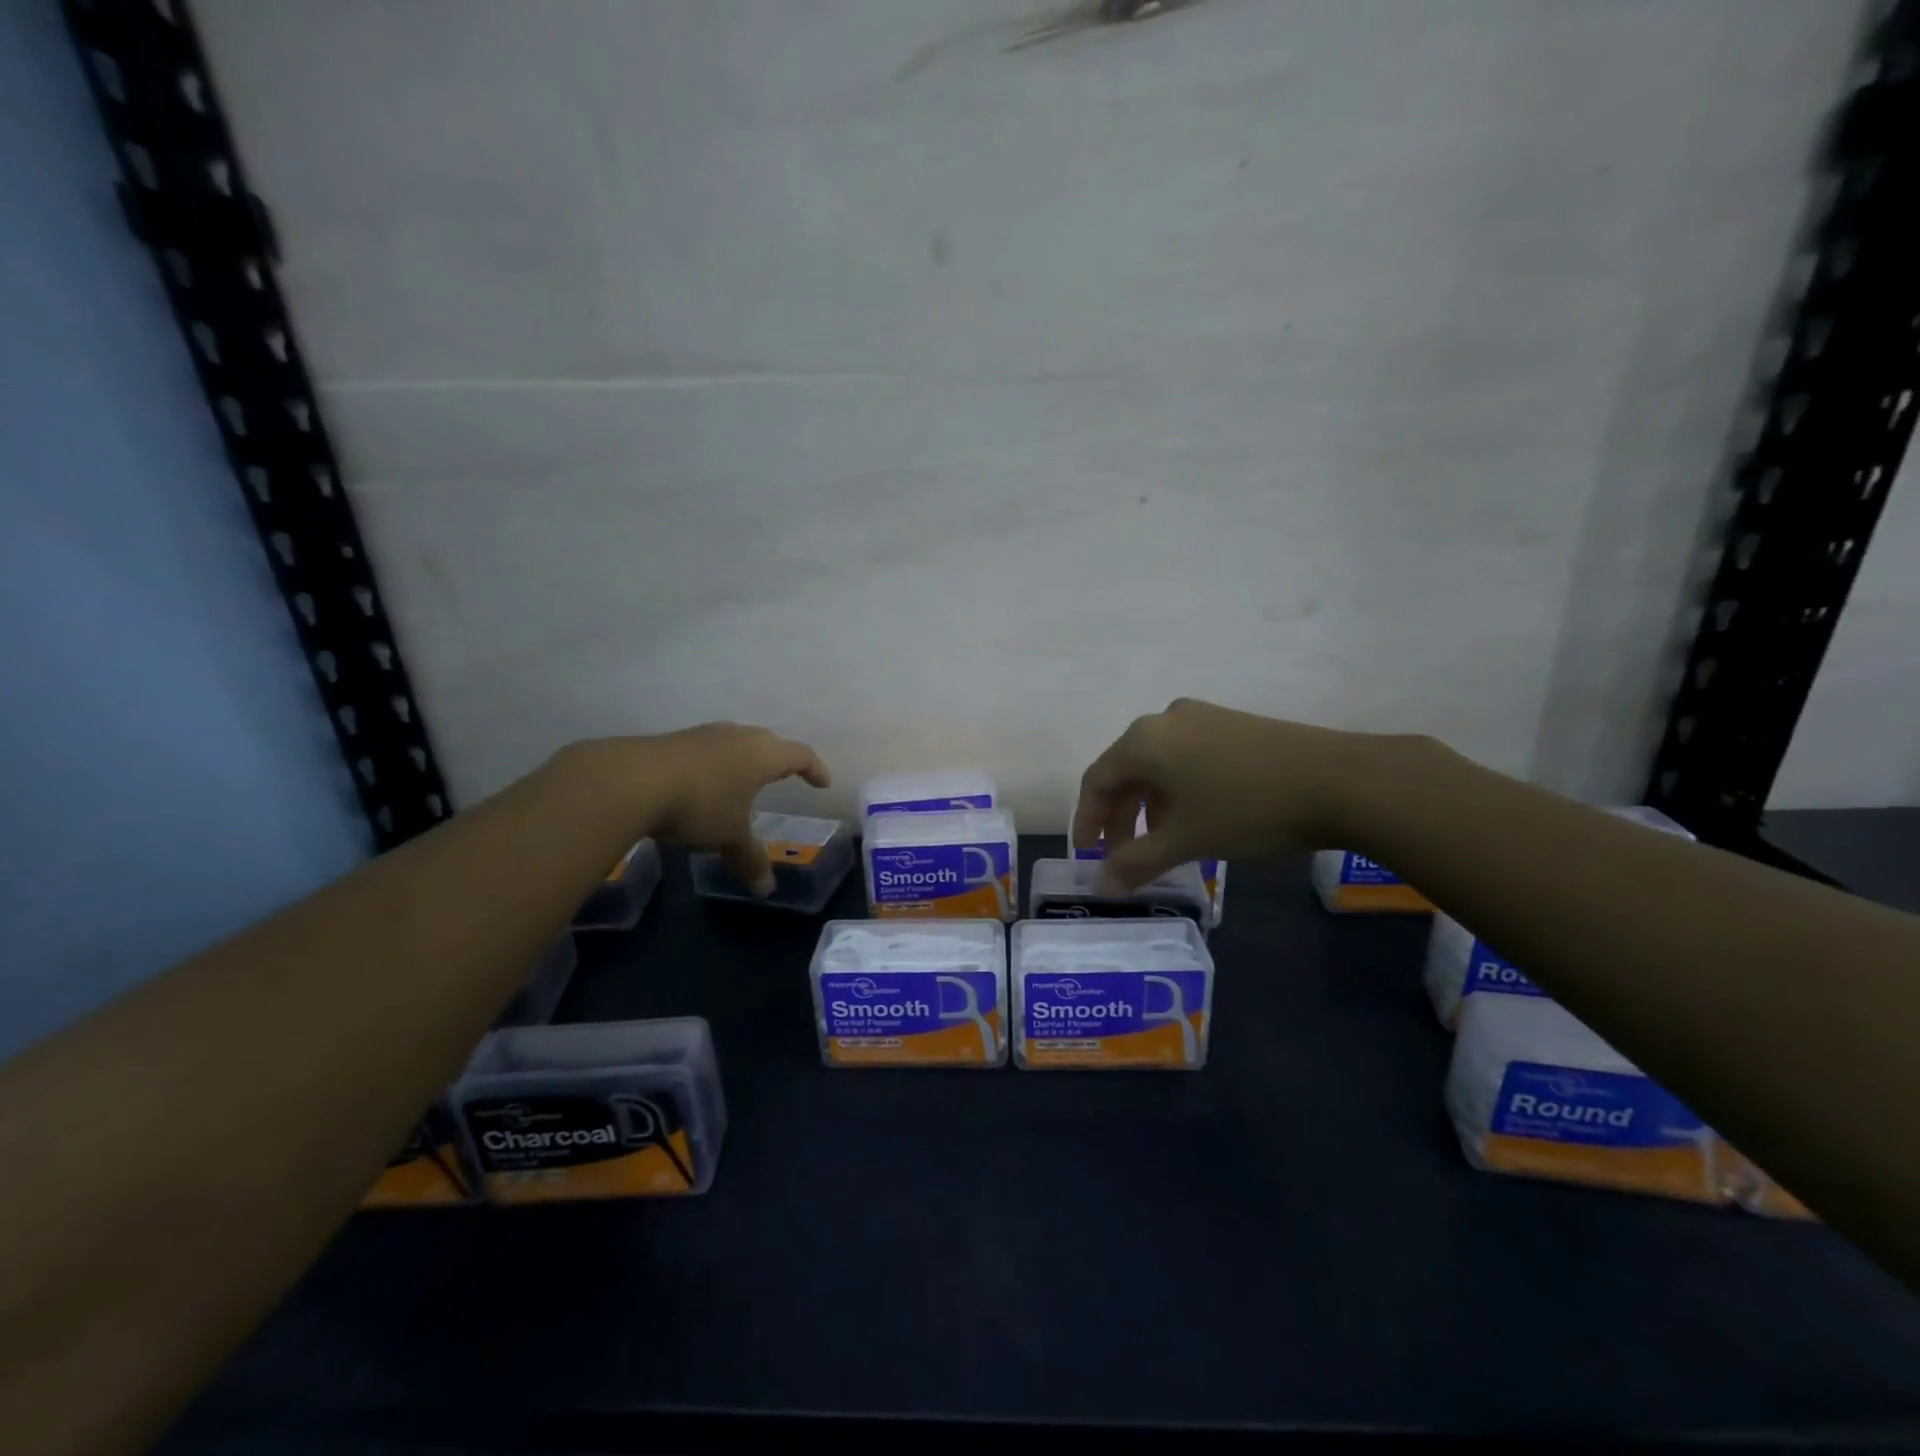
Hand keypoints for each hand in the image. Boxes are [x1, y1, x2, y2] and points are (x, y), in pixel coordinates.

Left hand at [562, 724, 829, 894]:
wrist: (632, 780)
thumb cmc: (700, 805)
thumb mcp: (729, 836)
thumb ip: (750, 859)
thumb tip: (767, 890)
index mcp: (763, 754)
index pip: (800, 755)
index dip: (814, 769)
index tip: (822, 782)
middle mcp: (738, 737)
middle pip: (768, 743)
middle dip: (778, 761)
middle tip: (783, 777)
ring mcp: (704, 735)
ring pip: (734, 743)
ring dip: (742, 761)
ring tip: (741, 781)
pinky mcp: (673, 741)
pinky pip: (706, 751)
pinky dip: (713, 767)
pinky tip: (701, 784)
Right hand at [1072, 698, 1373, 890]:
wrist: (1340, 780)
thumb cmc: (1246, 808)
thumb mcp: (1186, 840)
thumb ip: (1136, 862)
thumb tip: (1101, 886)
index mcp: (1143, 740)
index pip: (1097, 780)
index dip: (1087, 821)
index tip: (1089, 856)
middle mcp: (1165, 719)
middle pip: (1126, 770)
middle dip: (1120, 817)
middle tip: (1123, 857)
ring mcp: (1203, 718)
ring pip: (1158, 765)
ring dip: (1149, 806)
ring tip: (1161, 843)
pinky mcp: (1233, 725)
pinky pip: (1186, 758)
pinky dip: (1178, 791)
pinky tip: (1196, 818)